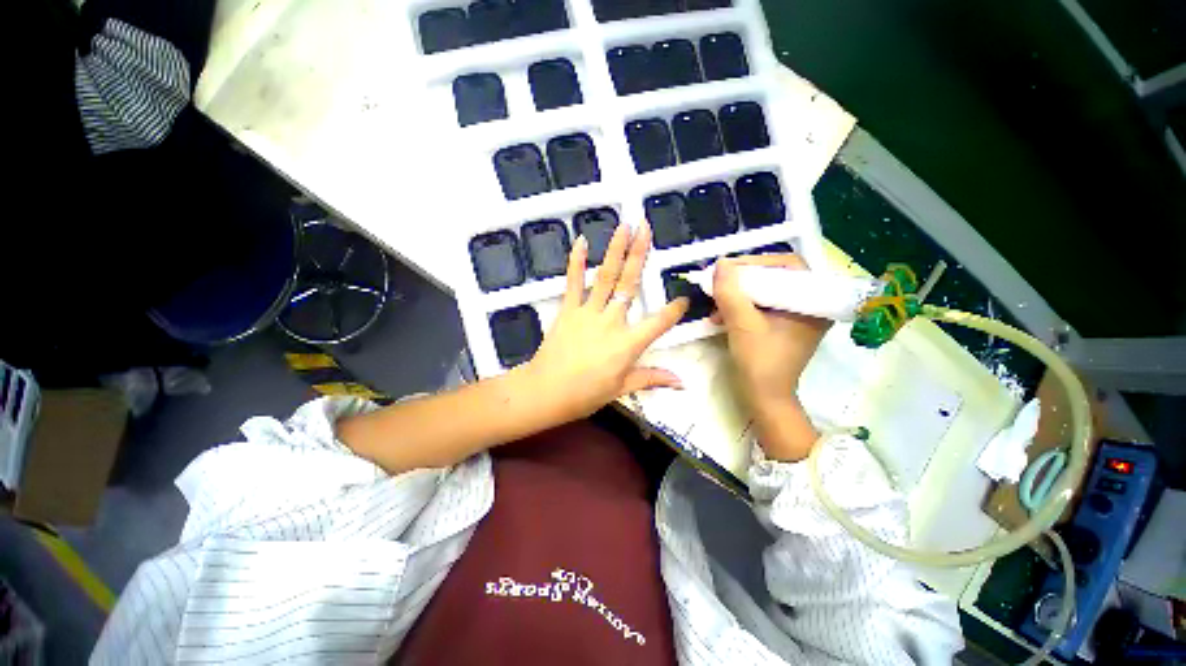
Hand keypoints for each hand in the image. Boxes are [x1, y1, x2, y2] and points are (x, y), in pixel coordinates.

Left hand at [524, 220, 688, 420]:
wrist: (546, 391)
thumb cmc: (586, 394)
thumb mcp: (622, 389)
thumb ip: (652, 378)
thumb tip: (681, 382)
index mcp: (628, 343)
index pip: (659, 323)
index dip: (674, 311)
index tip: (684, 300)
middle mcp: (611, 321)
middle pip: (629, 284)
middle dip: (640, 254)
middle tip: (646, 228)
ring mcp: (588, 312)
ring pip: (605, 277)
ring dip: (615, 250)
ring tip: (624, 225)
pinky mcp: (568, 310)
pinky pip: (573, 283)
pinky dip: (576, 262)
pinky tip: (581, 241)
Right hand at [711, 253, 830, 459]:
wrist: (764, 398)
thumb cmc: (760, 363)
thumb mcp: (742, 325)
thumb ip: (731, 293)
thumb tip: (720, 264)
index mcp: (812, 303)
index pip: (788, 266)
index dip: (757, 262)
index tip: (729, 268)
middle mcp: (809, 305)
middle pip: (776, 277)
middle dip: (743, 279)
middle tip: (720, 280)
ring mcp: (796, 316)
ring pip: (765, 290)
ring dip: (738, 293)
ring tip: (716, 301)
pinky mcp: (782, 325)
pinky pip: (761, 304)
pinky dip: (740, 305)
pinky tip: (721, 314)